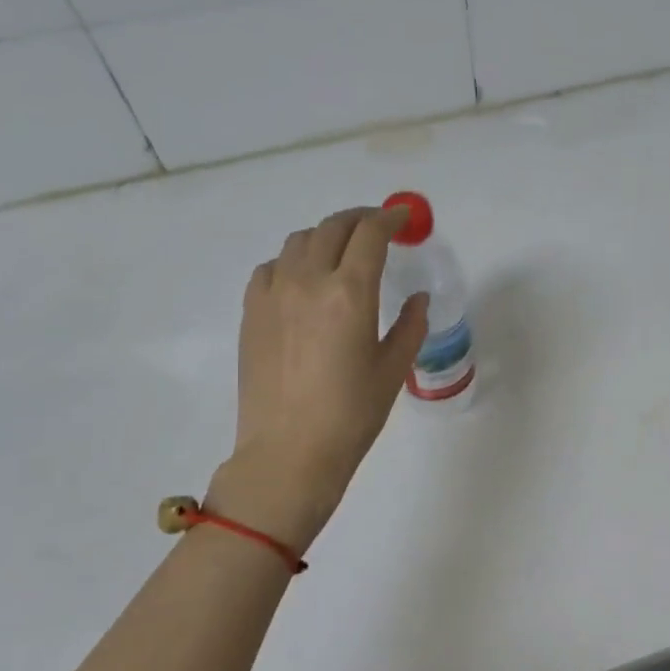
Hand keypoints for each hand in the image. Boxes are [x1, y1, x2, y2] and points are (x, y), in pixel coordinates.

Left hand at [208, 206, 427, 549]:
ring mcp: (273, 294)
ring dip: (326, 236)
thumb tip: (417, 299)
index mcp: (350, 293)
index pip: (370, 234)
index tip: (402, 219)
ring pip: (299, 241)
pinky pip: (272, 267)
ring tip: (341, 252)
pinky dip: (293, 260)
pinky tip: (303, 280)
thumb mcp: (393, 369)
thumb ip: (410, 326)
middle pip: (333, 228)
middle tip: (377, 227)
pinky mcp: (252, 312)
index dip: (389, 219)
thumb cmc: (352, 415)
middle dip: (359, 219)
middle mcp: (308, 281)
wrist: (289, 452)